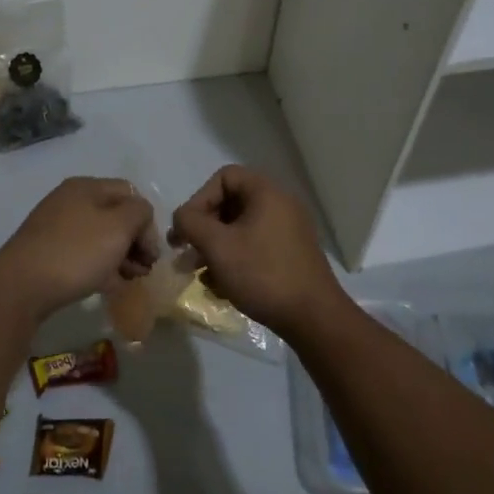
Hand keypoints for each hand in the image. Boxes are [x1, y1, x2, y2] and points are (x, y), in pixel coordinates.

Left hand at [0, 177, 158, 320]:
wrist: (20, 287)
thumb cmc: (76, 252)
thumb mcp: (119, 226)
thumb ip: (139, 213)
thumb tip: (140, 217)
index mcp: (86, 187)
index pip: (130, 194)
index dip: (147, 222)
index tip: (151, 253)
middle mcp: (69, 201)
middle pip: (115, 216)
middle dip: (135, 242)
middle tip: (143, 270)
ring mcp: (56, 228)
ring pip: (100, 238)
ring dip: (120, 257)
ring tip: (129, 281)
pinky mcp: (47, 253)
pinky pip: (83, 255)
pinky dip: (100, 267)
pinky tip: (108, 286)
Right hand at [169, 165, 342, 335]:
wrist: (312, 317)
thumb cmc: (262, 273)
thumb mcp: (217, 246)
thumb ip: (191, 223)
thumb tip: (181, 217)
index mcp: (267, 193)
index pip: (224, 177)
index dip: (199, 198)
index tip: (187, 229)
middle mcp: (281, 205)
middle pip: (231, 203)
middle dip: (203, 228)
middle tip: (185, 253)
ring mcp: (288, 231)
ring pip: (240, 229)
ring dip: (215, 247)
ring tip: (198, 274)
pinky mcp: (291, 255)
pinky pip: (254, 246)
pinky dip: (234, 259)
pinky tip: (221, 286)